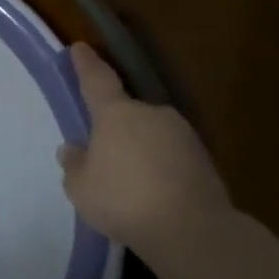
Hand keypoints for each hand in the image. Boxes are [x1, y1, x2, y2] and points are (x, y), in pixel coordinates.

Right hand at [57, 42, 232, 252]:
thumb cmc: (123, 200)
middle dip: (115, 127)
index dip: (86, 63)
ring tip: (130, 181)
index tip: (79, 47)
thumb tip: (73, 149)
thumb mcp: (80, 187)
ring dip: (140, 148)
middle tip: (103, 153)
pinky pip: (171, 155)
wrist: (191, 230)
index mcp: (116, 113)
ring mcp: (182, 134)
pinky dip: (160, 167)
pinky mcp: (204, 159)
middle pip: (127, 112)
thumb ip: (74, 164)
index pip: (96, 79)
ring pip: (151, 134)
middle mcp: (151, 114)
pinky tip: (153, 193)